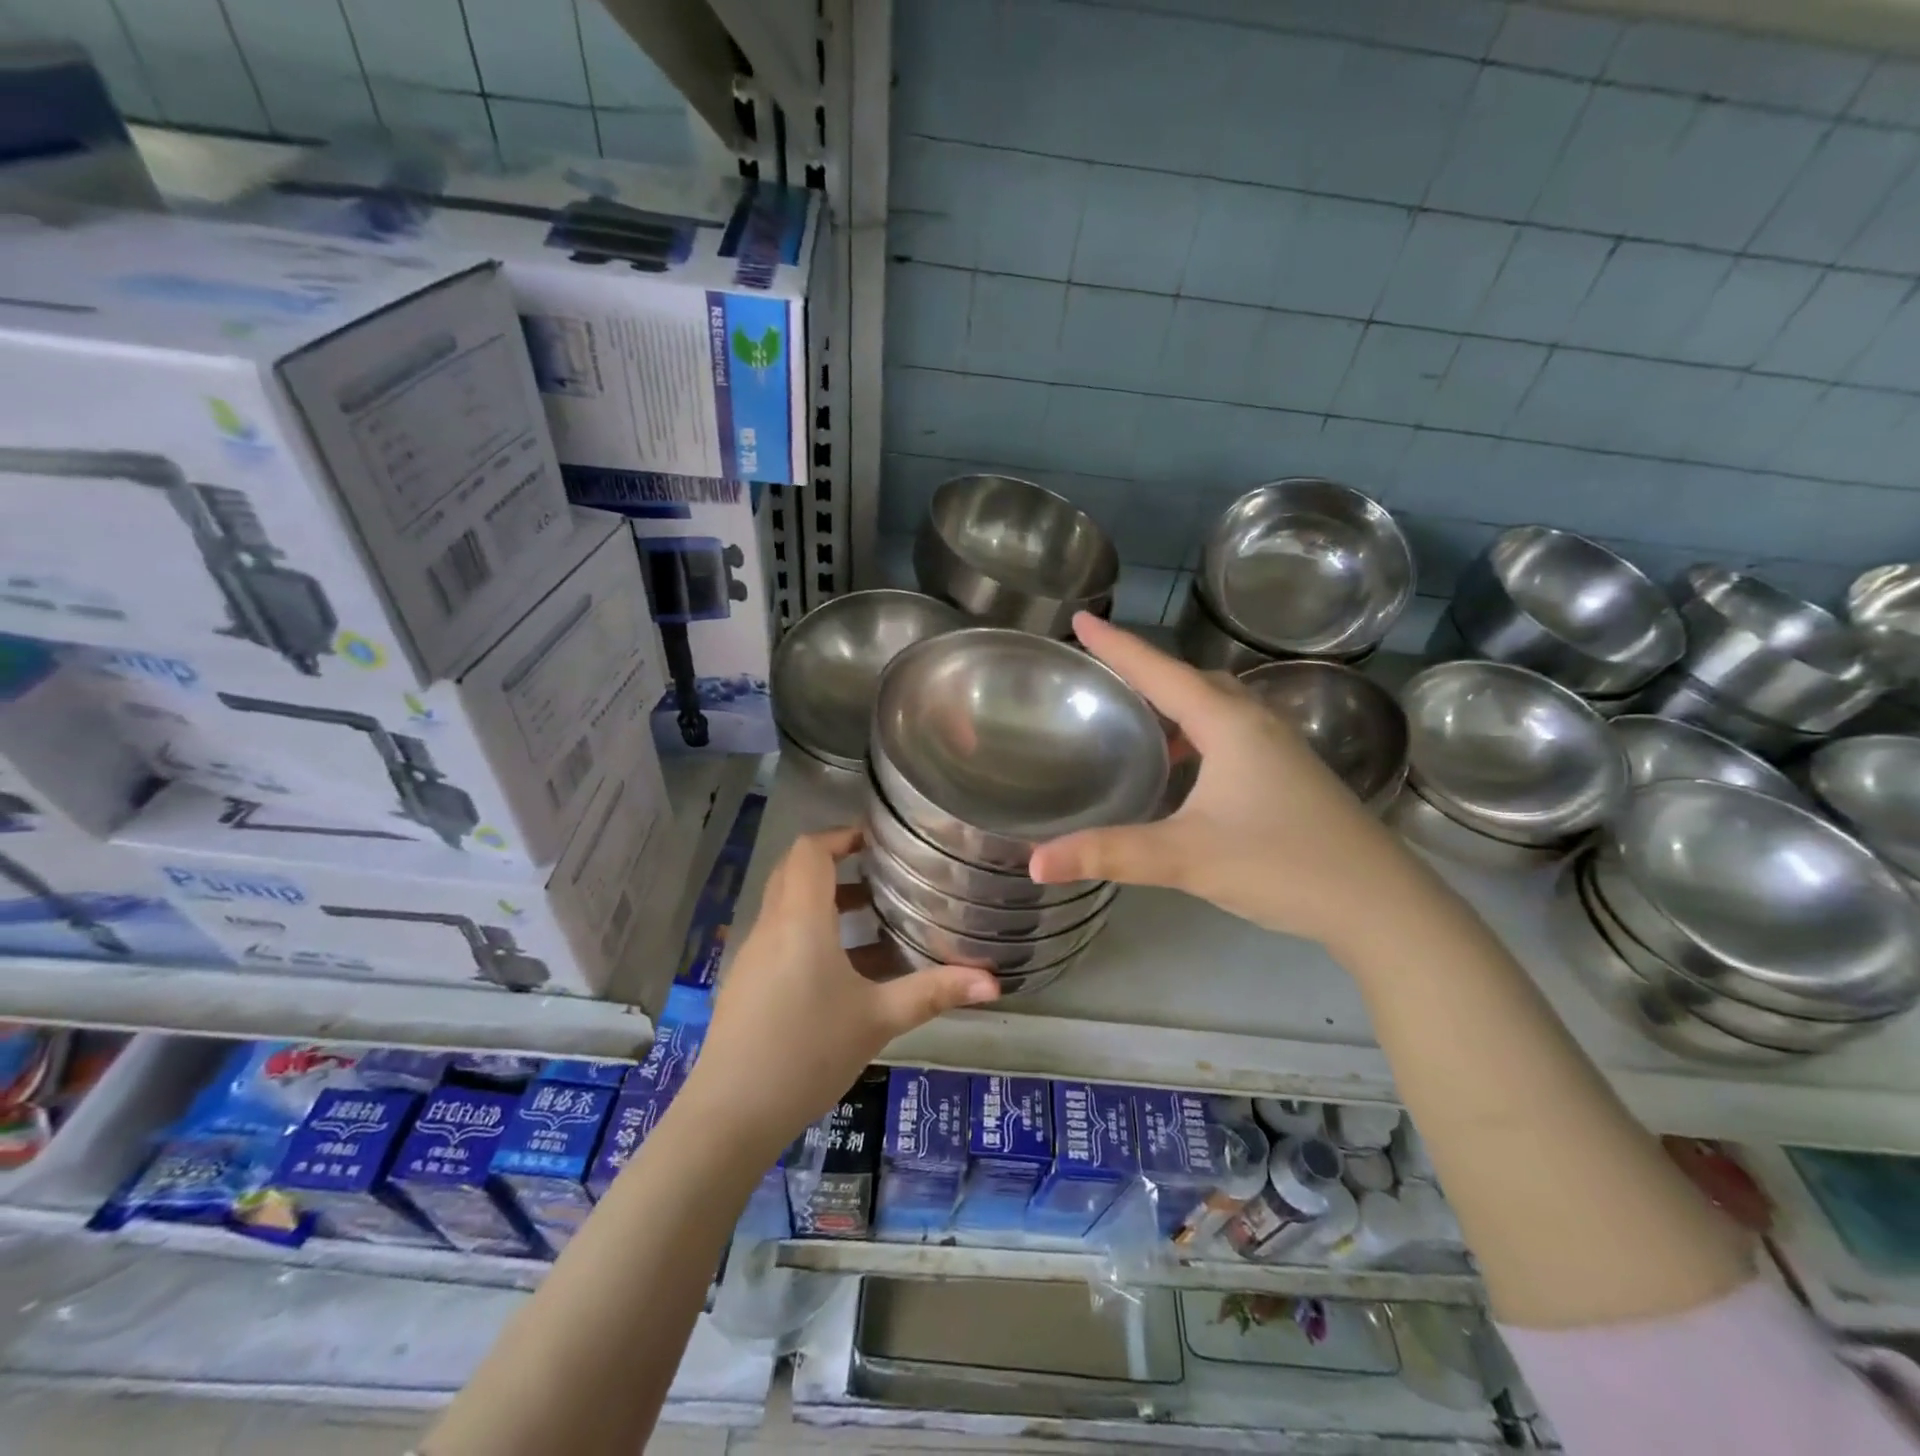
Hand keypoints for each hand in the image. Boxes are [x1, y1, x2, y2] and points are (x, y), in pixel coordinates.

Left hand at [687, 827, 999, 1151]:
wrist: (730, 1115)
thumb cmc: (808, 1052)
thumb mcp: (878, 1019)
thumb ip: (934, 993)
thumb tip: (994, 982)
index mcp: (799, 920)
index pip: (809, 850)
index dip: (841, 835)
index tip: (878, 841)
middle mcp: (770, 927)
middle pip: (795, 872)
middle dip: (836, 864)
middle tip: (881, 873)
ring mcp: (752, 956)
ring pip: (787, 905)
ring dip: (826, 901)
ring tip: (873, 917)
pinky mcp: (746, 983)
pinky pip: (780, 936)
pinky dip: (812, 932)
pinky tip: (845, 970)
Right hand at [1029, 614, 1423, 947]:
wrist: (1380, 904)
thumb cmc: (1282, 865)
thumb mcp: (1186, 857)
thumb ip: (1109, 854)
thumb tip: (1036, 863)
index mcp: (1228, 724)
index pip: (1160, 672)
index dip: (1117, 645)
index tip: (1081, 619)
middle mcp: (1256, 723)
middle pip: (1192, 680)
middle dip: (1146, 670)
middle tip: (1103, 672)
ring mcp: (1280, 749)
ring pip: (1217, 706)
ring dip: (1175, 704)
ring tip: (1137, 720)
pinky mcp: (1291, 775)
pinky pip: (1233, 733)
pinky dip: (1199, 734)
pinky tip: (1186, 769)